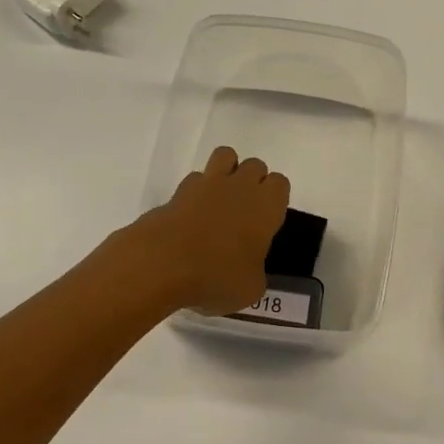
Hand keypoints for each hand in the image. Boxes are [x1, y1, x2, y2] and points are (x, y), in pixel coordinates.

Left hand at [130, 147, 290, 314]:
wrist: (163, 263)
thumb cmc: (217, 276)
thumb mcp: (250, 288)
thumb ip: (255, 271)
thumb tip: (247, 269)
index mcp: (266, 206)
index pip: (280, 183)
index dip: (274, 199)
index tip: (266, 221)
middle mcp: (240, 187)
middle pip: (255, 165)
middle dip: (252, 181)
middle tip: (244, 212)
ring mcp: (207, 184)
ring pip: (225, 155)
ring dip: (227, 171)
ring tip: (220, 201)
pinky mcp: (178, 190)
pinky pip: (195, 179)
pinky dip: (196, 191)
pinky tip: (191, 215)